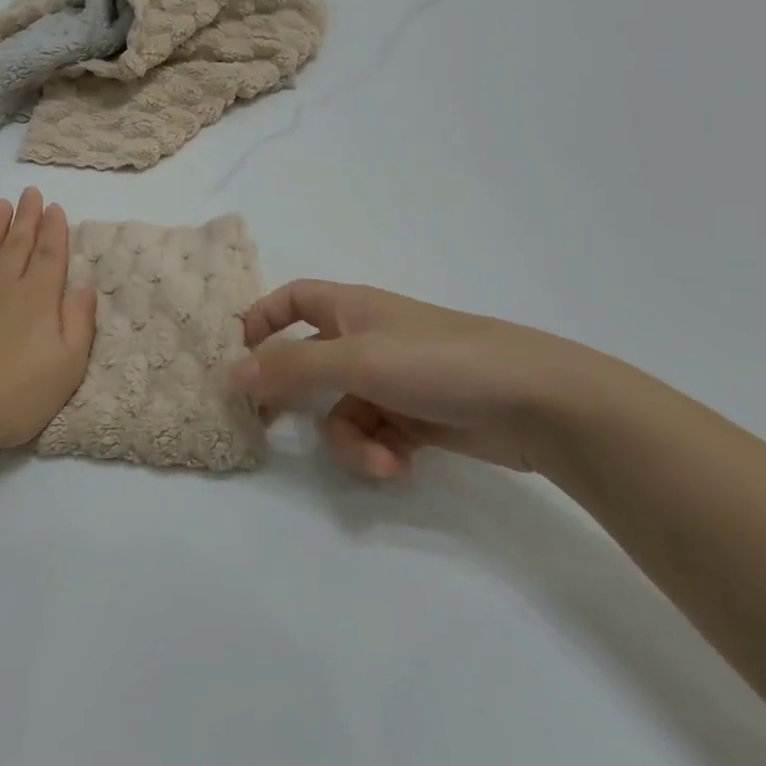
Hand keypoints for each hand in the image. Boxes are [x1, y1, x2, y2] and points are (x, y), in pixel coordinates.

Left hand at [0, 188, 96, 458]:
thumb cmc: (10, 396)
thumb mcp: (66, 368)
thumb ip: (79, 324)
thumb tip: (84, 286)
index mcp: (35, 301)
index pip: (50, 258)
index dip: (55, 232)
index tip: (55, 207)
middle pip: (17, 248)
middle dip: (27, 221)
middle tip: (30, 193)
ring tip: (0, 205)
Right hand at [228, 280, 629, 480]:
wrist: (539, 402)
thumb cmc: (439, 362)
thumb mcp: (357, 360)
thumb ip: (290, 367)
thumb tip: (226, 374)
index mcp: (351, 308)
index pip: (292, 299)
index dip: (261, 320)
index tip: (238, 357)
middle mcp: (367, 339)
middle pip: (309, 363)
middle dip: (293, 396)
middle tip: (268, 426)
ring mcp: (393, 380)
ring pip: (341, 410)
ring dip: (349, 440)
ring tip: (379, 459)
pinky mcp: (417, 418)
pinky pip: (374, 434)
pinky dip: (379, 452)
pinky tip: (400, 465)